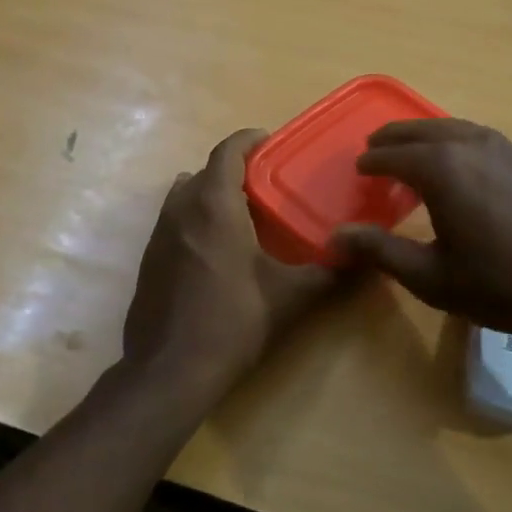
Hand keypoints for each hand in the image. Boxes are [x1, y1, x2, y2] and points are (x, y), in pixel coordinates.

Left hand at [120, 128, 337, 412]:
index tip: (270, 141)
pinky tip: (216, 251)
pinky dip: (195, 219)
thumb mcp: (289, 297)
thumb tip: (363, 255)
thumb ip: (328, 272)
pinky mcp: (148, 260)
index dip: (248, 140)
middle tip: (267, 185)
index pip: (227, 151)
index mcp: (213, 205)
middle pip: (206, 172)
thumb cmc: (233, 323)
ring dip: (211, 193)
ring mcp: (158, 234)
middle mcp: (180, 209)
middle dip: (234, 170)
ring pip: (185, 195)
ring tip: (242, 214)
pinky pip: (174, 221)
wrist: (169, 371)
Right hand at [332, 119, 511, 339]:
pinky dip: (451, 139)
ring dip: (422, 135)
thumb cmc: (498, 284)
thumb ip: (380, 250)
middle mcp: (467, 145)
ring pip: (448, 126)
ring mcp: (500, 146)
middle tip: (374, 151)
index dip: (371, 163)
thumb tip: (335, 236)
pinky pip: (473, 134)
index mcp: (440, 169)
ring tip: (409, 152)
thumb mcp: (430, 276)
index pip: (392, 155)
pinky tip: (453, 161)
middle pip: (418, 131)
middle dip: (392, 139)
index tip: (359, 171)